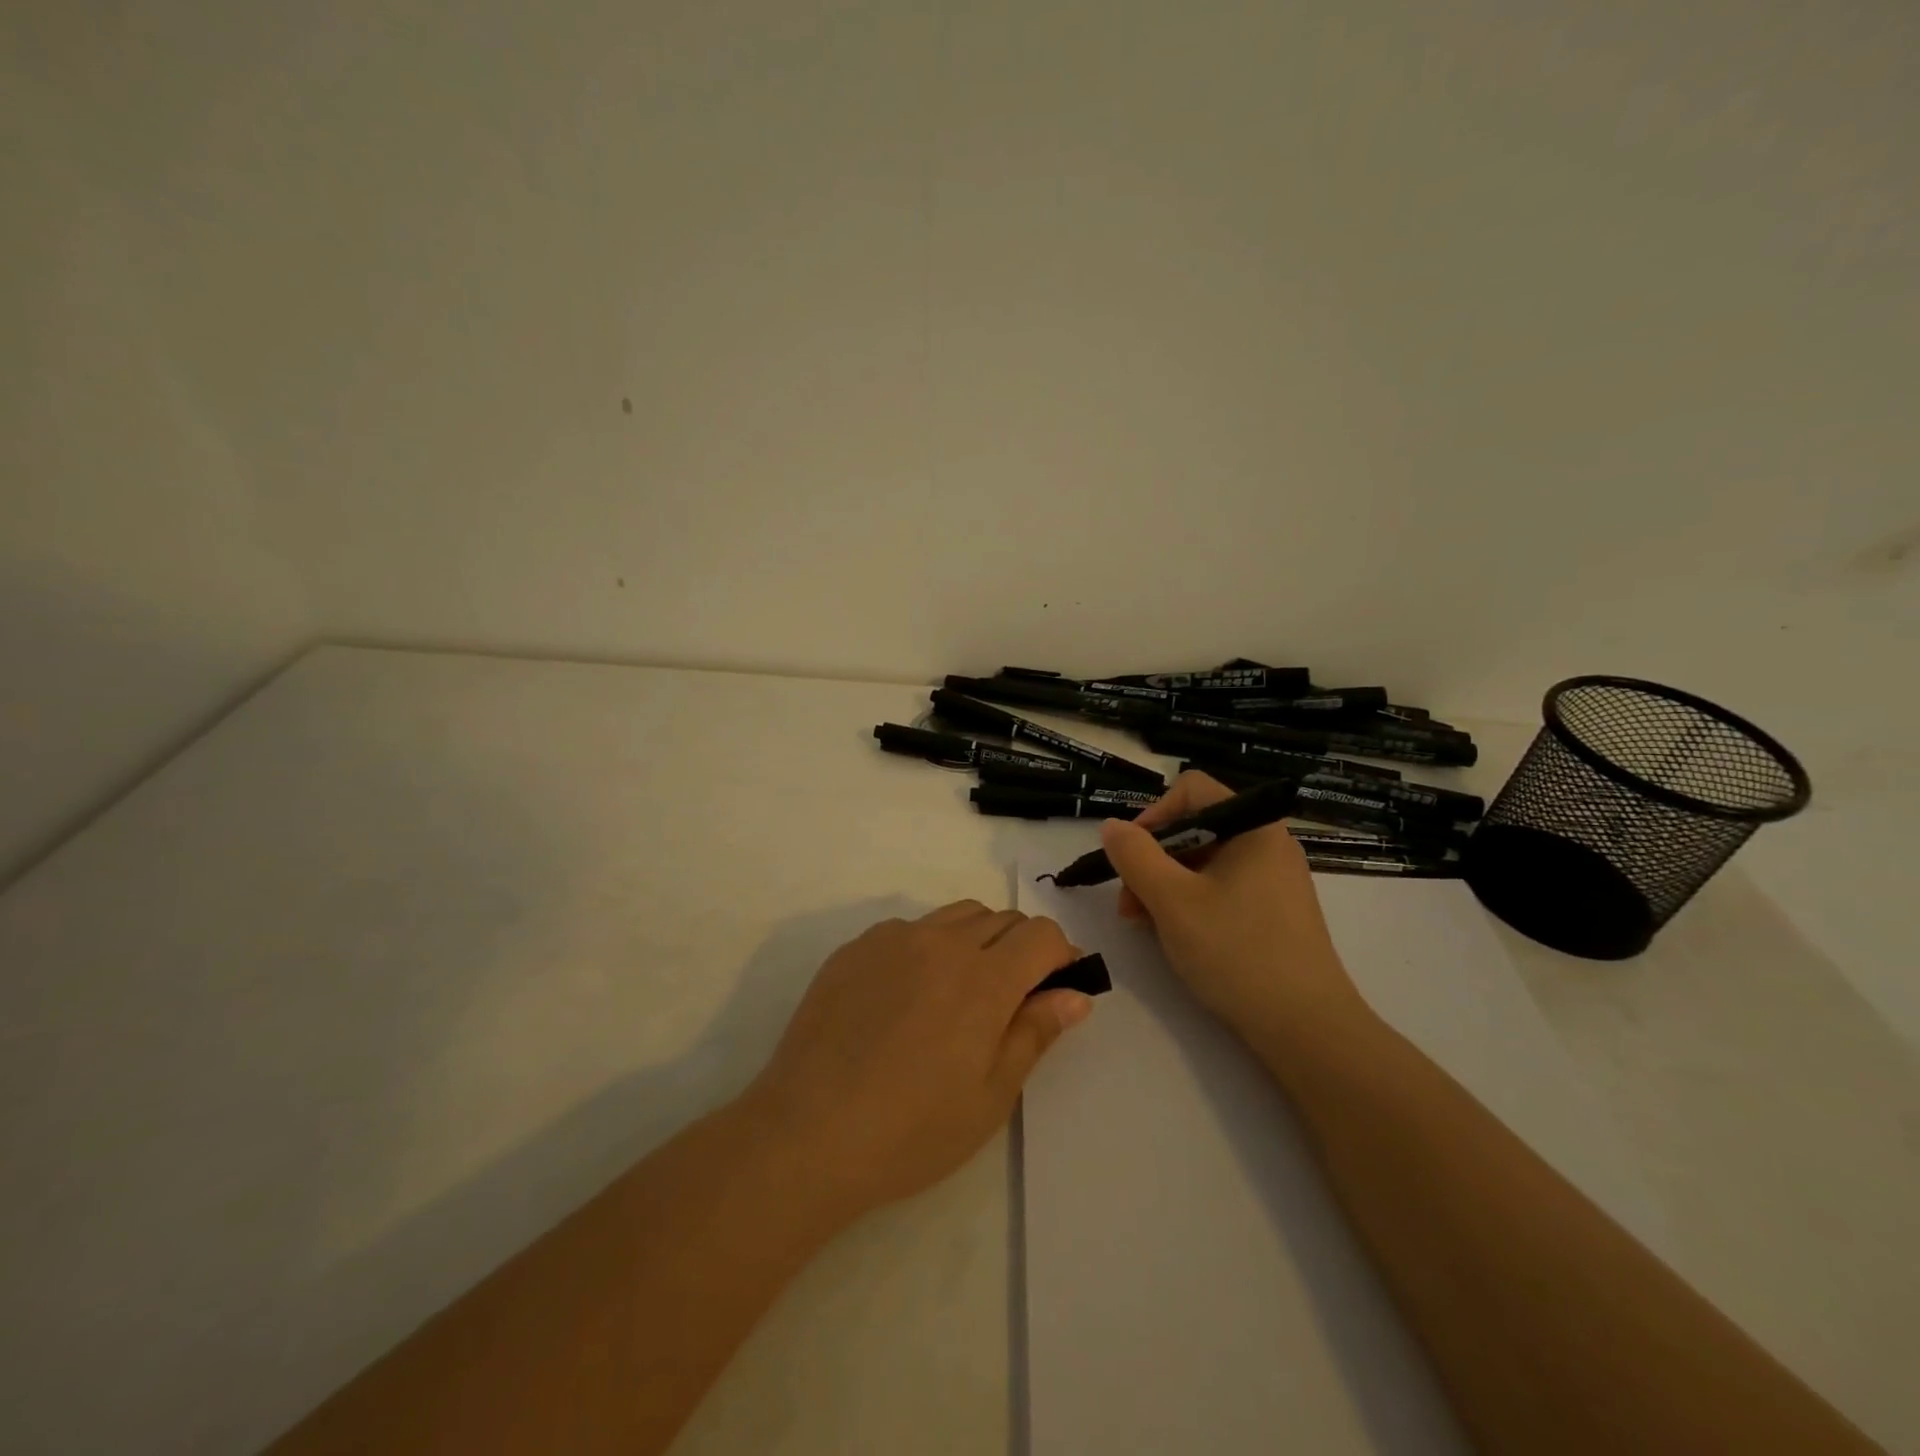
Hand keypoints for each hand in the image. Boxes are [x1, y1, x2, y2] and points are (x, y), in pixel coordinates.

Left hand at [741, 901, 1091, 1218]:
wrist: (808, 1132)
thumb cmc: (913, 1129)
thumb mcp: (991, 1095)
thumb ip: (1035, 1033)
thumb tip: (1076, 995)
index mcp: (984, 978)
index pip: (1040, 934)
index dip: (1060, 954)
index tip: (1058, 986)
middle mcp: (941, 942)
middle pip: (1001, 918)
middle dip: (1021, 947)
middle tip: (1011, 998)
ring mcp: (893, 939)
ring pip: (955, 916)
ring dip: (976, 940)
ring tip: (960, 993)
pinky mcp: (855, 948)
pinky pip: (908, 930)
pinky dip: (928, 948)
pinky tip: (907, 997)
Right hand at [1100, 771, 1367, 1041]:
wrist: (1306, 1029)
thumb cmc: (1237, 952)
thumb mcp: (1172, 900)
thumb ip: (1134, 856)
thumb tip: (1111, 826)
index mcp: (1253, 827)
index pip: (1191, 790)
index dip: (1153, 815)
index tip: (1130, 856)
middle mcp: (1268, 844)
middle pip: (1195, 827)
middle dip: (1152, 860)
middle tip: (1129, 903)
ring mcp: (1274, 880)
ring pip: (1204, 863)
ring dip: (1165, 885)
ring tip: (1143, 925)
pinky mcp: (1274, 913)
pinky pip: (1222, 890)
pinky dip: (1191, 904)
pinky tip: (1175, 936)